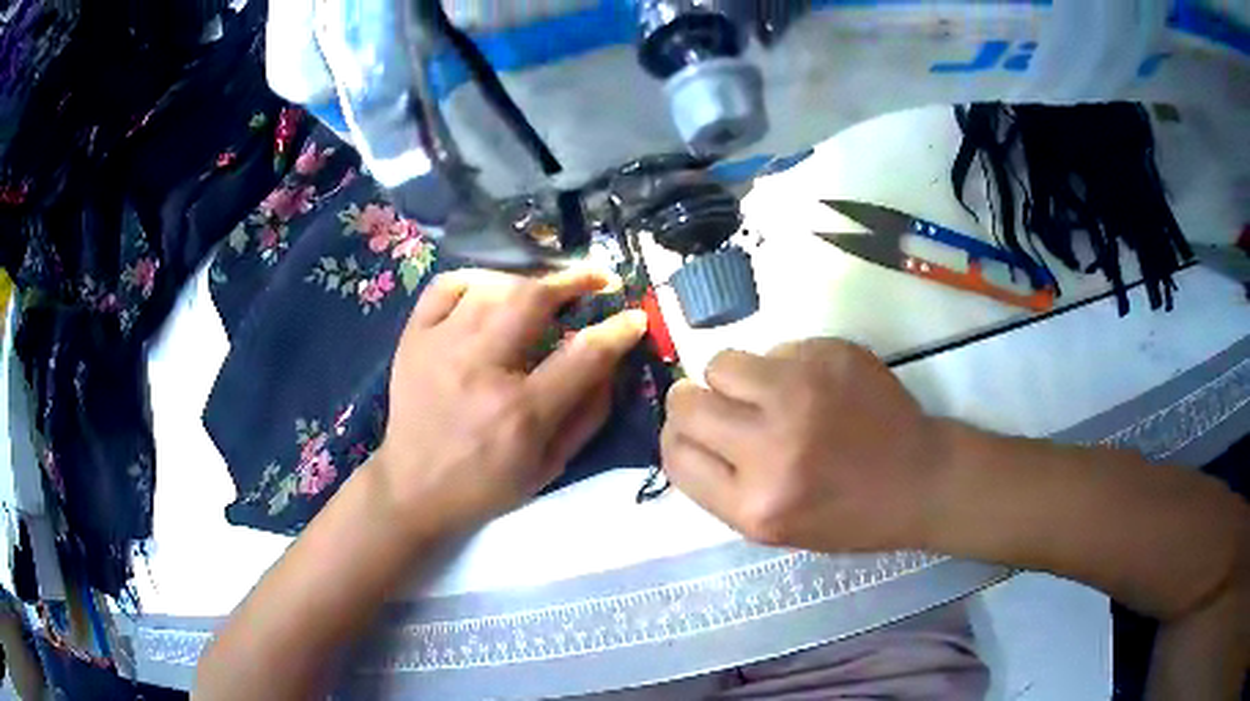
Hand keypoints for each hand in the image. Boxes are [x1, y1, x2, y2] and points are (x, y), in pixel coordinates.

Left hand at [374, 268, 647, 538]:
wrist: (413, 489)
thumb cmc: (487, 485)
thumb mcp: (551, 465)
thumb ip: (588, 414)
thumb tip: (612, 360)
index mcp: (520, 412)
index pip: (583, 354)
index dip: (618, 329)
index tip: (634, 316)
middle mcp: (479, 369)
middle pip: (532, 299)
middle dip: (574, 280)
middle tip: (598, 278)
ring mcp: (439, 347)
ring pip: (492, 287)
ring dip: (528, 283)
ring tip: (544, 292)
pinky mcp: (413, 338)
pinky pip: (446, 285)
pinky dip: (476, 280)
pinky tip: (491, 293)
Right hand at [661, 338, 949, 552]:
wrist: (920, 480)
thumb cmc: (847, 515)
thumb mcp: (772, 528)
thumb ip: (719, 485)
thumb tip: (682, 431)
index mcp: (756, 504)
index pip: (675, 454)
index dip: (677, 440)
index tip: (693, 434)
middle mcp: (773, 445)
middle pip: (686, 402)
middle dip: (693, 402)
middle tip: (723, 409)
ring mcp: (804, 392)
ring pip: (723, 362)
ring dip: (736, 379)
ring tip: (770, 395)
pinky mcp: (830, 355)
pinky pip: (775, 348)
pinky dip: (783, 366)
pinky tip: (816, 389)